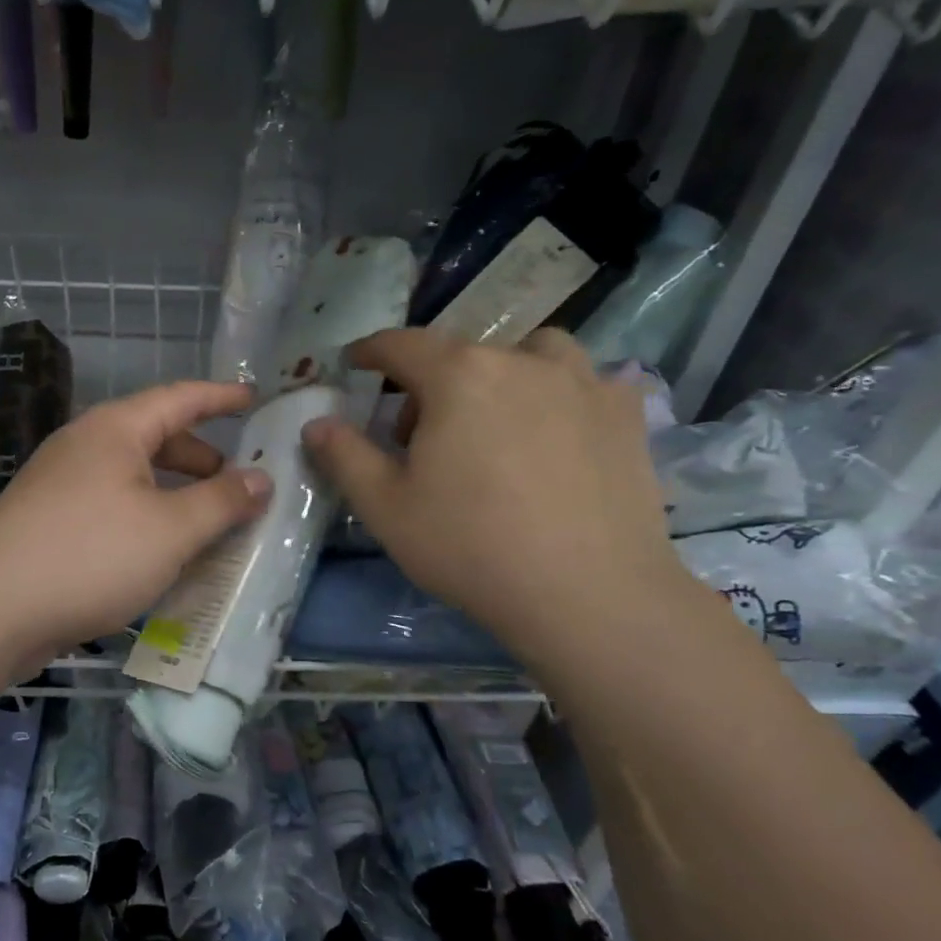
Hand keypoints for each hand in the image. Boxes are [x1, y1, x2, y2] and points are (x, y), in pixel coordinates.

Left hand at [0, 381, 271, 656]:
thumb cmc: (91, 555)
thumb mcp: (171, 530)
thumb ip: (222, 501)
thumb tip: (262, 478)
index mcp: (114, 430)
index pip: (180, 398)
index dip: (220, 396)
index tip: (254, 397)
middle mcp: (84, 446)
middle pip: (155, 437)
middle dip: (200, 456)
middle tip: (238, 480)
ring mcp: (61, 484)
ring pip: (132, 477)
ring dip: (174, 493)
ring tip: (207, 523)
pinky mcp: (49, 522)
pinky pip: (112, 507)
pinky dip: (145, 518)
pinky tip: (161, 553)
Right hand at [300, 328, 685, 667]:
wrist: (588, 595)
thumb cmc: (470, 547)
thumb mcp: (386, 507)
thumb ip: (344, 456)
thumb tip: (315, 423)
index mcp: (458, 375)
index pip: (401, 345)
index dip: (370, 351)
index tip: (355, 362)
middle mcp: (520, 361)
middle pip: (461, 353)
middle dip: (430, 382)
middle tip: (419, 435)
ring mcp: (581, 382)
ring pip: (530, 353)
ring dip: (501, 373)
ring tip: (495, 419)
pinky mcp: (625, 414)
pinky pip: (584, 382)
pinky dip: (559, 394)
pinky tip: (557, 433)